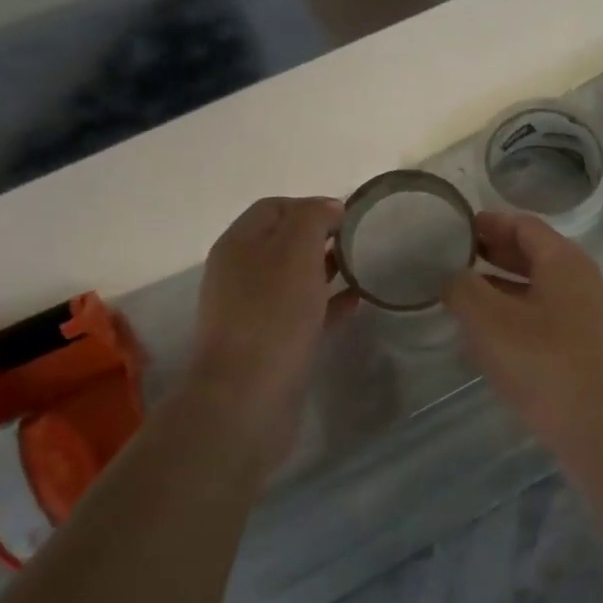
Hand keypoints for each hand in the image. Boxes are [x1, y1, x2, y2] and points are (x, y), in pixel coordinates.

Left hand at [185, 196, 352, 418]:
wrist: (248, 396)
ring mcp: (252, 309)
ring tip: (364, 269)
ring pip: (294, 278)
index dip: (312, 205)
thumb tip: (329, 207)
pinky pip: (302, 311)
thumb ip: (313, 219)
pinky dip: (328, 303)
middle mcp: (240, 272)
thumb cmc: (273, 315)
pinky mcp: (269, 342)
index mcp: (239, 243)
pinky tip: (356, 304)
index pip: (275, 207)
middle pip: (284, 242)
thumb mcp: (295, 251)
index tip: (350, 217)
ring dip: (326, 270)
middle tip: (361, 242)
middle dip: (322, 237)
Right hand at [442, 211, 602, 448]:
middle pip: (531, 256)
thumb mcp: (491, 321)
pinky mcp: (583, 353)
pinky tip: (484, 341)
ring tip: (459, 299)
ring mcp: (585, 319)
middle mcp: (579, 282)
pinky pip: (541, 324)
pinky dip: (512, 322)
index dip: (487, 223)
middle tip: (450, 261)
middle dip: (491, 256)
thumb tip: (452, 276)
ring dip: (499, 292)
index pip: (522, 225)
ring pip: (535, 293)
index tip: (453, 228)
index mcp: (563, 261)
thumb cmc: (545, 362)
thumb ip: (464, 290)